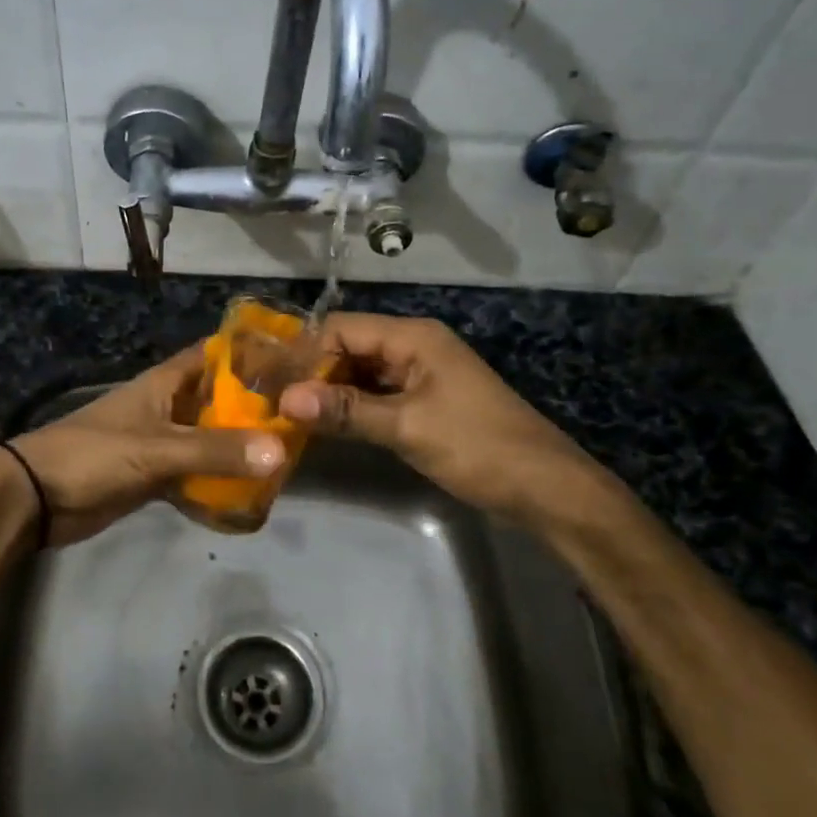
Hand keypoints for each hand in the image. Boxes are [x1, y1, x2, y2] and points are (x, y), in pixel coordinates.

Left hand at [3, 344, 285, 546]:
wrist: (37, 498)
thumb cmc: (94, 455)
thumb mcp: (157, 449)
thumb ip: (215, 451)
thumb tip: (280, 451)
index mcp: (164, 383)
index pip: (213, 355)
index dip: (249, 353)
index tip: (293, 360)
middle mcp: (167, 407)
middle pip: (218, 400)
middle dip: (254, 408)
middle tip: (302, 417)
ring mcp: (161, 442)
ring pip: (209, 439)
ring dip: (238, 447)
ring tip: (287, 454)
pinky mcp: (154, 476)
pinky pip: (195, 474)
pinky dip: (217, 481)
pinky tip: (250, 493)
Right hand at [277, 314, 632, 536]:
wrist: (545, 488)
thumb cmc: (477, 447)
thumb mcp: (407, 428)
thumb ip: (346, 411)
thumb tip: (286, 399)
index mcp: (413, 338)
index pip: (342, 328)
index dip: (305, 352)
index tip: (271, 382)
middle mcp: (415, 346)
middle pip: (350, 347)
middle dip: (314, 372)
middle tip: (274, 401)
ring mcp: (421, 375)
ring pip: (362, 372)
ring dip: (331, 391)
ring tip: (290, 414)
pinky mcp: (425, 402)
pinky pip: (378, 394)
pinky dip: (352, 407)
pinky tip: (326, 425)